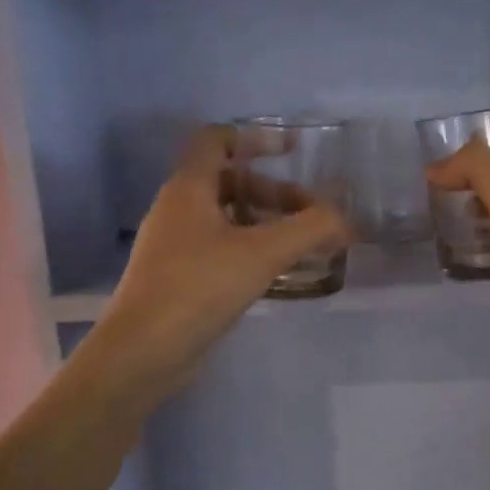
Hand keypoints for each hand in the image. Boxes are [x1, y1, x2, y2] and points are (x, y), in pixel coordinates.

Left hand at [87, 126, 350, 399]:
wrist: (143, 352)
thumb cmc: (198, 287)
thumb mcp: (262, 254)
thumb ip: (310, 229)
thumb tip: (346, 220)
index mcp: (189, 188)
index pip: (217, 140)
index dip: (255, 138)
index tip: (292, 151)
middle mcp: (178, 209)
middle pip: (230, 182)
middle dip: (275, 192)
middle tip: (312, 215)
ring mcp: (176, 244)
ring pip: (228, 217)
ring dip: (266, 222)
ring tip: (303, 244)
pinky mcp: (180, 276)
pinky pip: (222, 247)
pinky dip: (252, 248)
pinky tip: (277, 272)